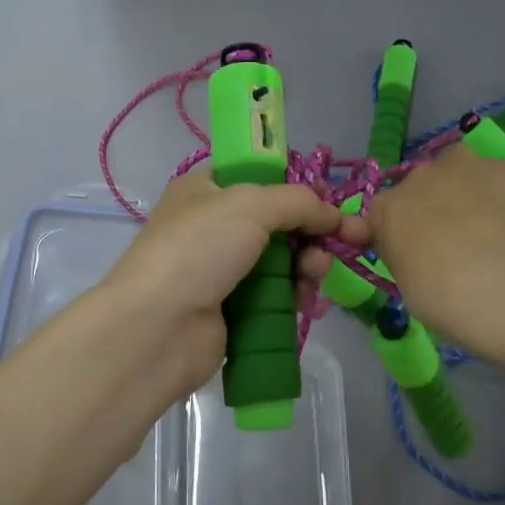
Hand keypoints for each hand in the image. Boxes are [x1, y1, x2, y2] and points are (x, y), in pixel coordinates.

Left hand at [101, 169, 369, 395]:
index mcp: (205, 190)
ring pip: (281, 261)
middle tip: (345, 241)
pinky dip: (295, 295)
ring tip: (316, 274)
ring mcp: (221, 271)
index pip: (258, 177)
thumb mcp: (251, 205)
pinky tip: (307, 301)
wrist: (159, 327)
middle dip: (313, 231)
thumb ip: (298, 202)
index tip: (330, 200)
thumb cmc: (199, 249)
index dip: (296, 187)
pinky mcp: (232, 310)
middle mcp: (212, 227)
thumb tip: (333, 214)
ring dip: (308, 265)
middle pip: (277, 222)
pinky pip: (275, 296)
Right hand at [367, 142, 504, 354]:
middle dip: (432, 208)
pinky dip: (500, 195)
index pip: (382, 215)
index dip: (397, 233)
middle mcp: (418, 178)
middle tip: (453, 243)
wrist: (500, 280)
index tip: (411, 254)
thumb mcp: (407, 284)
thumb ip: (406, 257)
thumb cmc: (441, 296)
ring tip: (486, 226)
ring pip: (458, 172)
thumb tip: (418, 252)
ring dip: (464, 191)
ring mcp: (460, 166)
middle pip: (421, 188)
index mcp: (386, 210)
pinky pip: (495, 178)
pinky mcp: (500, 168)